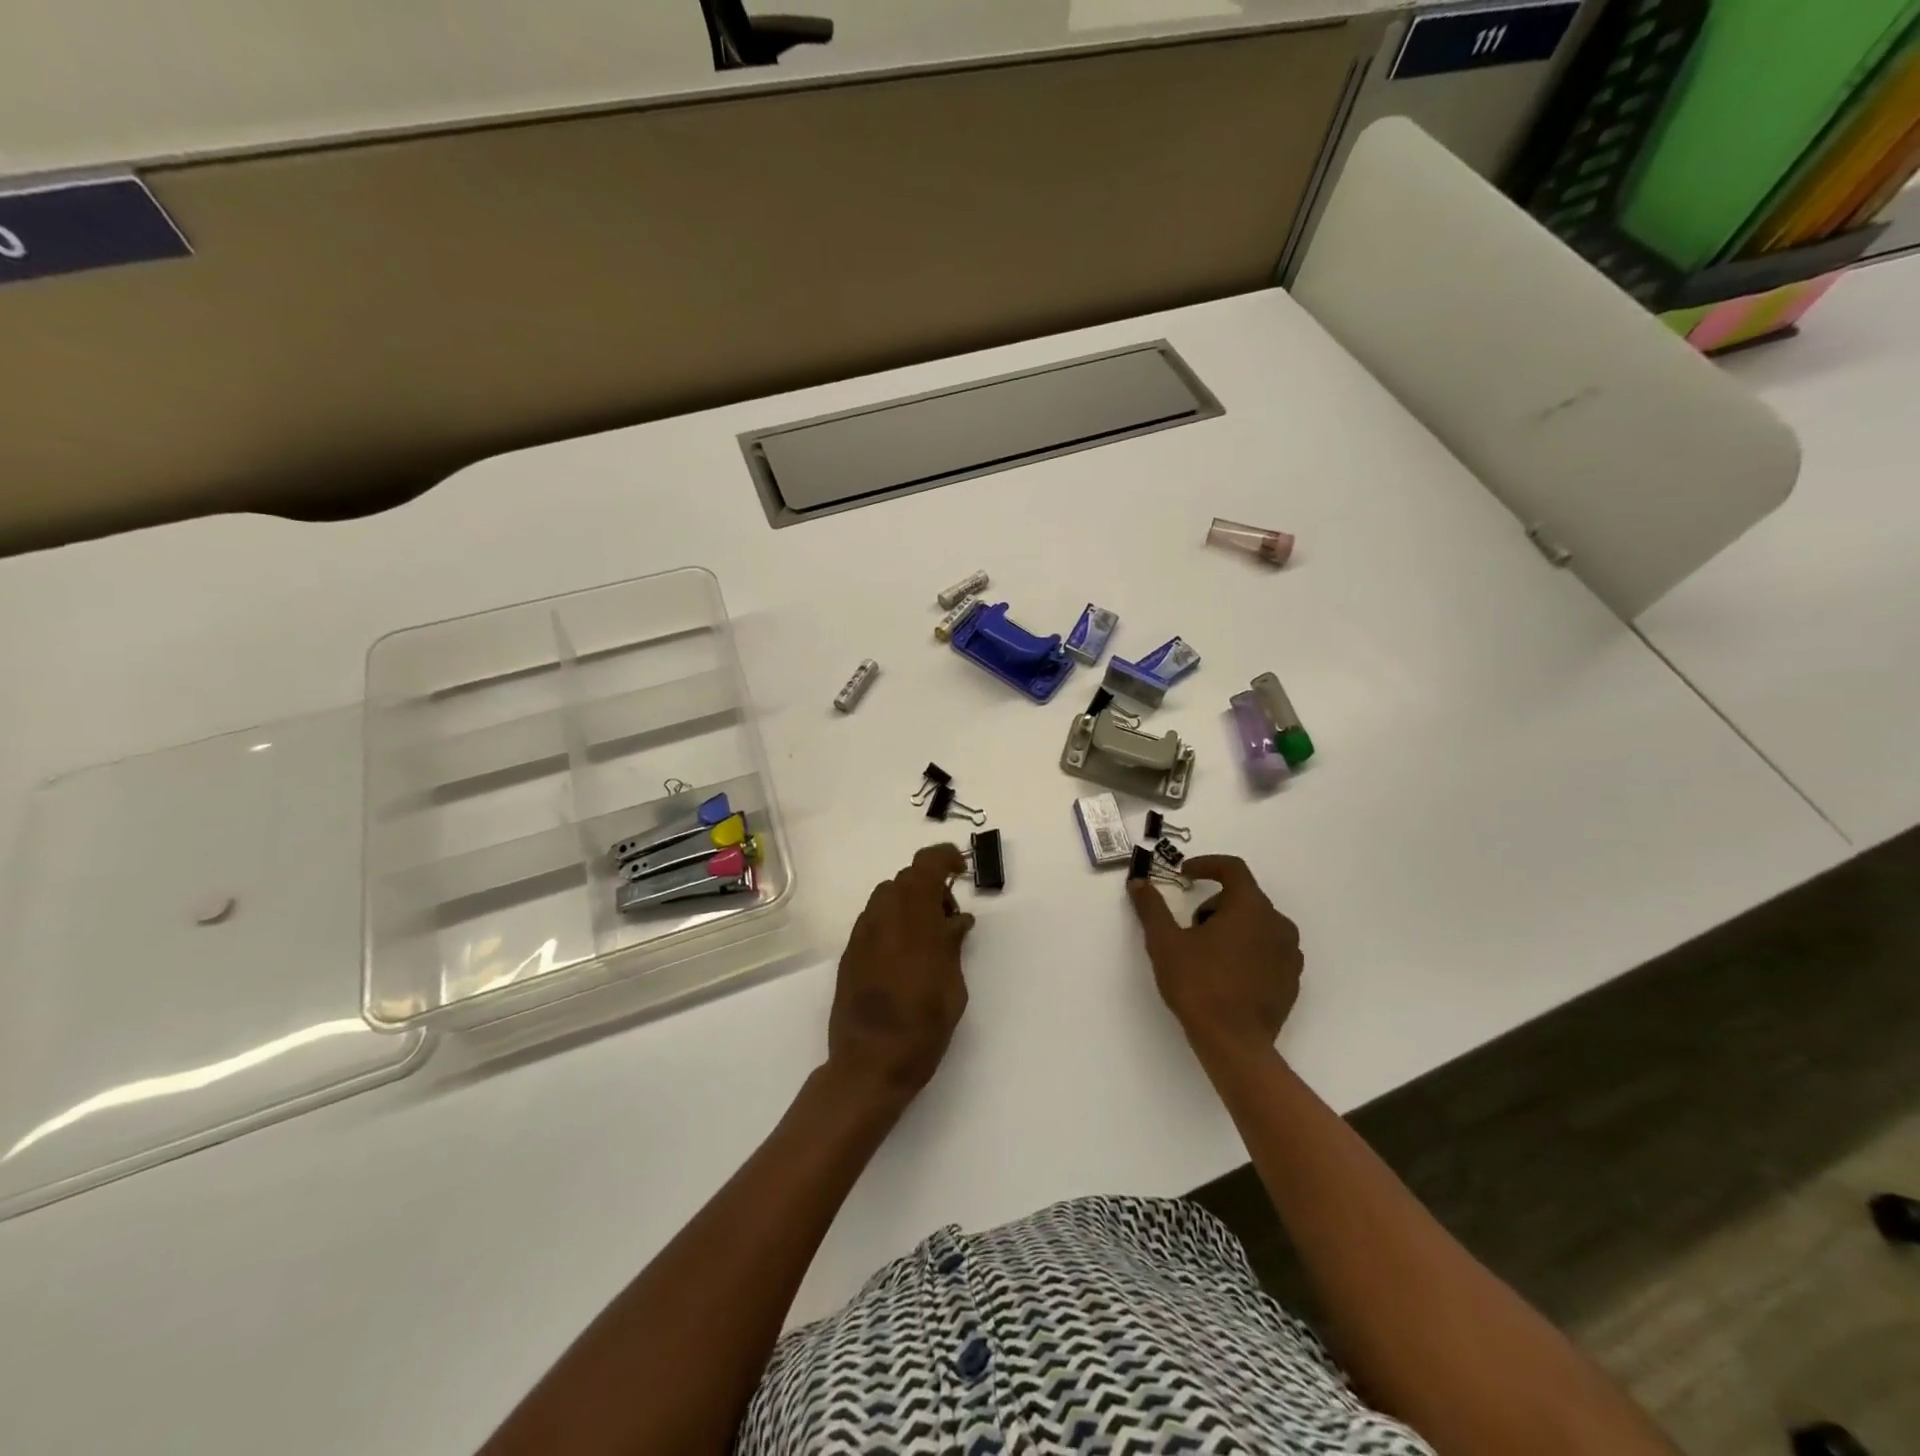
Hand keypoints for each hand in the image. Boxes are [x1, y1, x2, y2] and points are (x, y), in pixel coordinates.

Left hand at [826, 844, 975, 1108]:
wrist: (869, 1063)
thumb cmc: (923, 1028)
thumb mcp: (953, 987)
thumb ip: (952, 945)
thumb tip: (957, 921)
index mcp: (914, 921)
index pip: (925, 865)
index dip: (944, 858)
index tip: (961, 870)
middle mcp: (884, 918)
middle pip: (905, 878)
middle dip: (930, 885)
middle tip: (949, 916)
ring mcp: (862, 934)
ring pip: (886, 895)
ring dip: (909, 902)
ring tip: (927, 935)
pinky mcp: (850, 952)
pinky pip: (874, 919)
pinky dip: (893, 920)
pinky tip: (905, 952)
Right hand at [1127, 855, 1302, 1067]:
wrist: (1234, 1043)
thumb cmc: (1198, 984)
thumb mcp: (1165, 942)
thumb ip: (1152, 907)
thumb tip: (1139, 883)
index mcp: (1250, 907)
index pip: (1233, 868)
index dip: (1207, 865)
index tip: (1185, 875)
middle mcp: (1277, 923)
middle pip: (1244, 897)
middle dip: (1214, 904)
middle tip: (1190, 927)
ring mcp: (1290, 953)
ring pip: (1258, 924)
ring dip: (1232, 927)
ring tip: (1206, 953)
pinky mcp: (1291, 980)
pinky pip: (1269, 950)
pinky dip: (1248, 950)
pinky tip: (1226, 974)